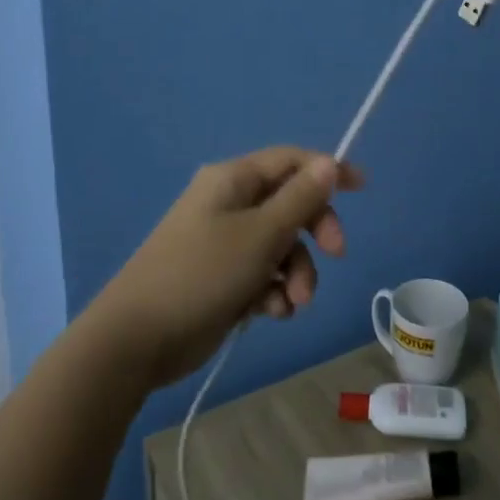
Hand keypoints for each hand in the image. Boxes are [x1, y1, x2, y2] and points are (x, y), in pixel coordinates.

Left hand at [88, 148, 362, 387]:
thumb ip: (299, 199)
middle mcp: (229, 204)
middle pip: (290, 204)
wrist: (136, 340)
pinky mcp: (222, 278)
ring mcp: (223, 243)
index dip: (327, 169)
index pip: (290, 160)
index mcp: (233, 180)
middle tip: (335, 254)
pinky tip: (271, 313)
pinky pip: (262, 274)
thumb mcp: (261, 234)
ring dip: (296, 272)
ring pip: (280, 246)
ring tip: (293, 302)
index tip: (362, 187)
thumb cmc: (202, 274)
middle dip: (314, 232)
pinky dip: (273, 291)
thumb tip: (328, 163)